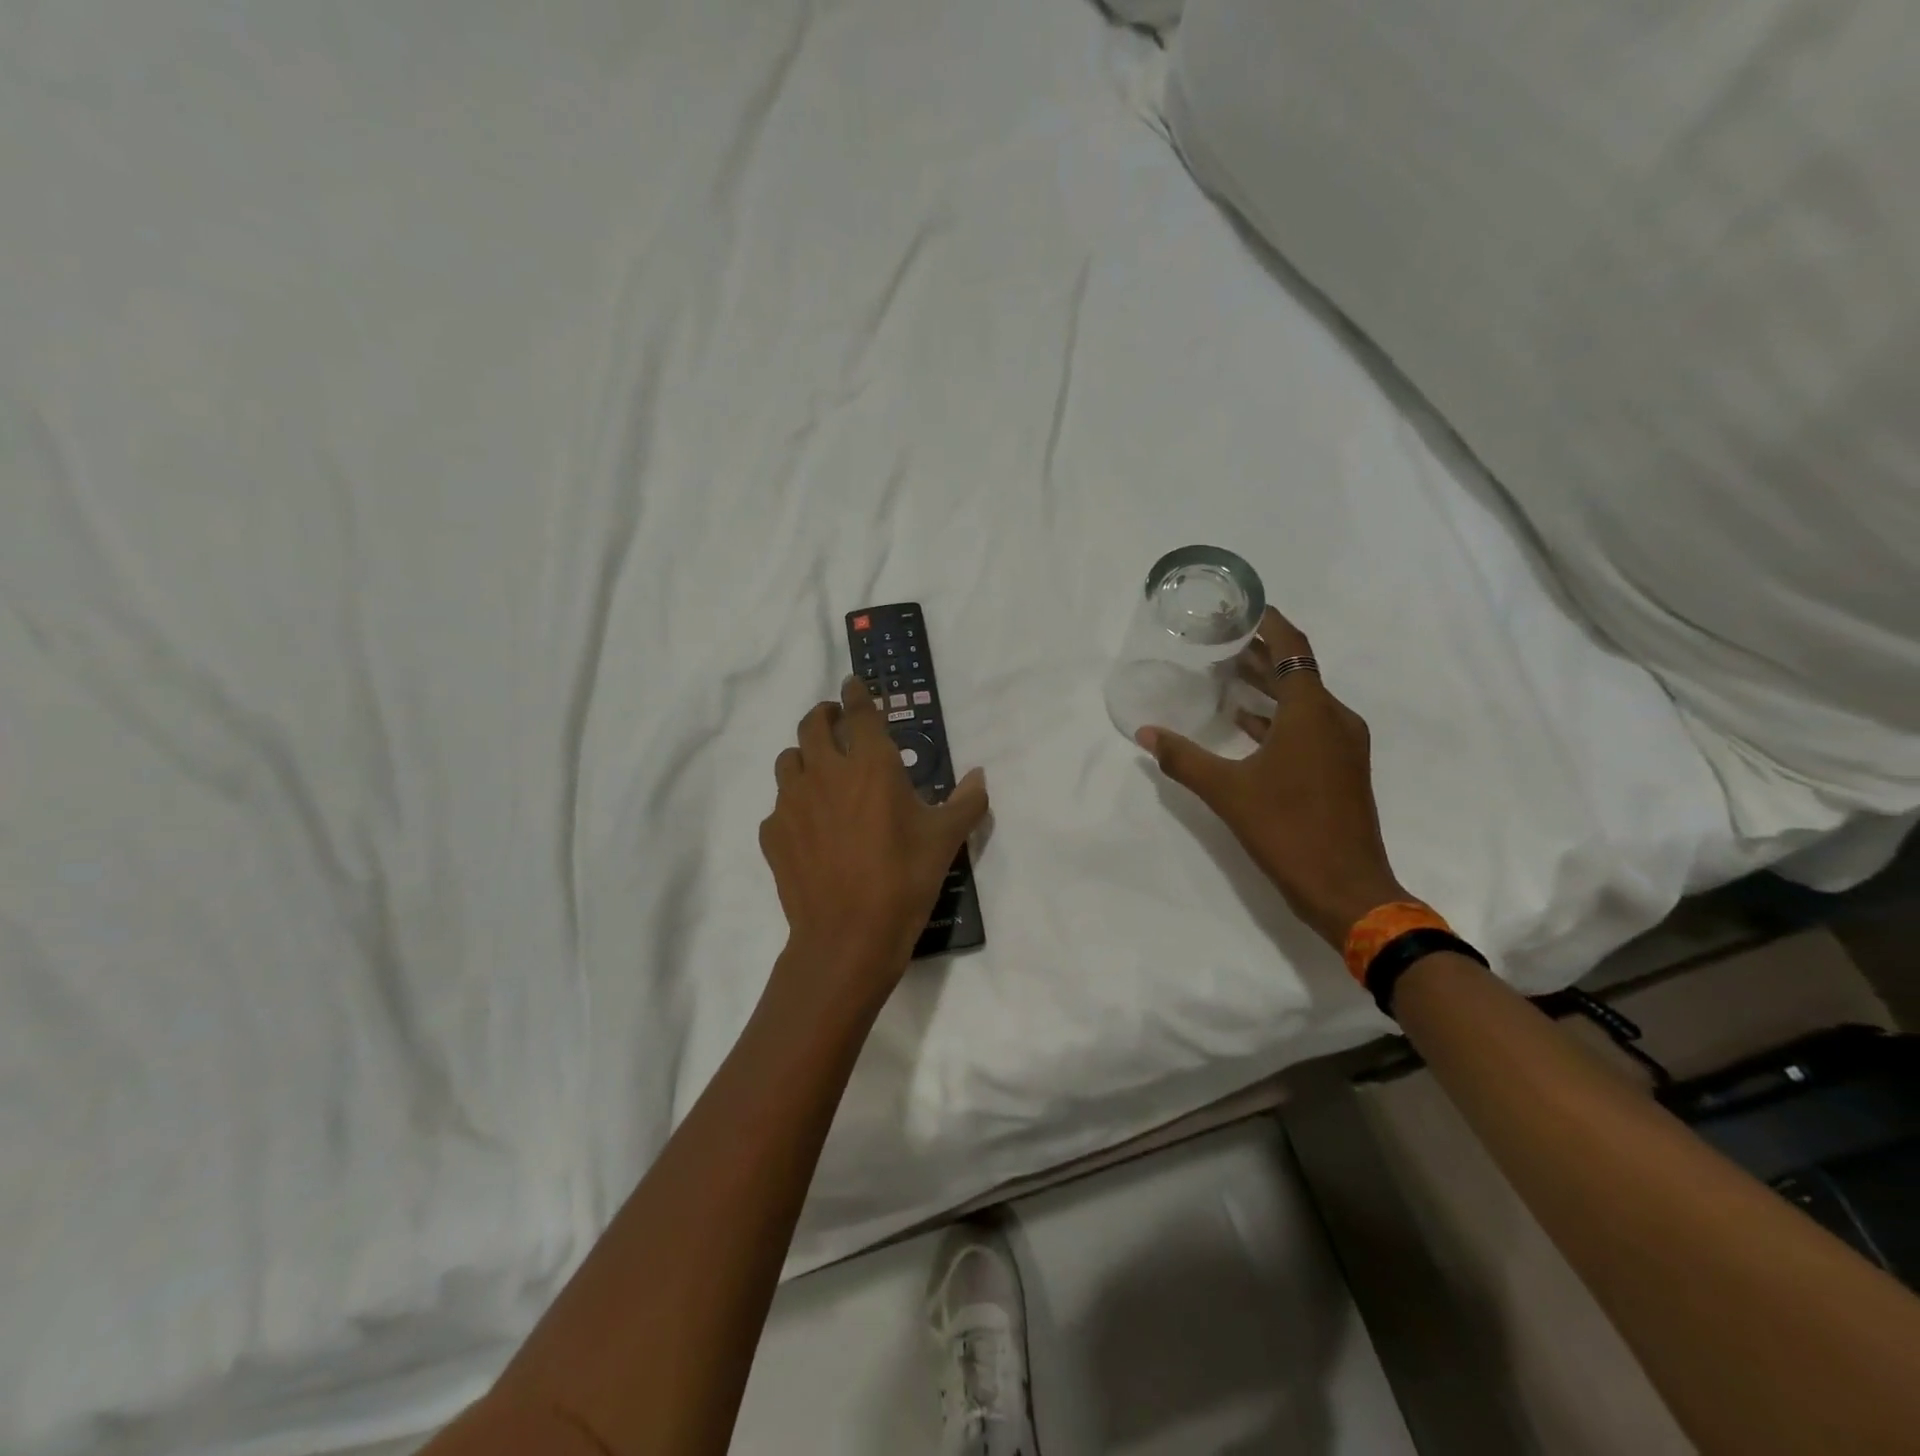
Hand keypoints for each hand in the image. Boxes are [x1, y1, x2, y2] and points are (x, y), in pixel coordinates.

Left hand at [760, 676, 988, 1000]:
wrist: (848, 936)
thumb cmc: (904, 879)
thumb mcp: (945, 839)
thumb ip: (966, 801)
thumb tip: (980, 776)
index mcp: (870, 764)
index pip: (858, 711)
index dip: (856, 693)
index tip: (854, 685)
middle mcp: (825, 771)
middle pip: (812, 724)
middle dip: (824, 714)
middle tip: (835, 721)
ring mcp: (792, 802)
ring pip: (789, 760)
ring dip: (804, 755)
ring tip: (820, 771)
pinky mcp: (773, 833)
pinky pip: (779, 805)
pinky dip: (793, 805)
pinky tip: (809, 827)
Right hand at [1137, 607, 1406, 949]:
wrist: (1347, 888)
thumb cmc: (1288, 829)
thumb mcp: (1227, 792)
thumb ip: (1183, 758)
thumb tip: (1145, 733)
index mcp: (1311, 713)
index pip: (1293, 648)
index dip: (1269, 623)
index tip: (1242, 607)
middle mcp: (1334, 719)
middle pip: (1297, 672)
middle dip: (1260, 654)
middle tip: (1220, 641)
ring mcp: (1343, 746)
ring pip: (1303, 701)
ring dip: (1268, 687)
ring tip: (1227, 676)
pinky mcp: (1342, 770)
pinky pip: (1308, 727)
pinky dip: (1278, 718)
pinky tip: (1246, 725)